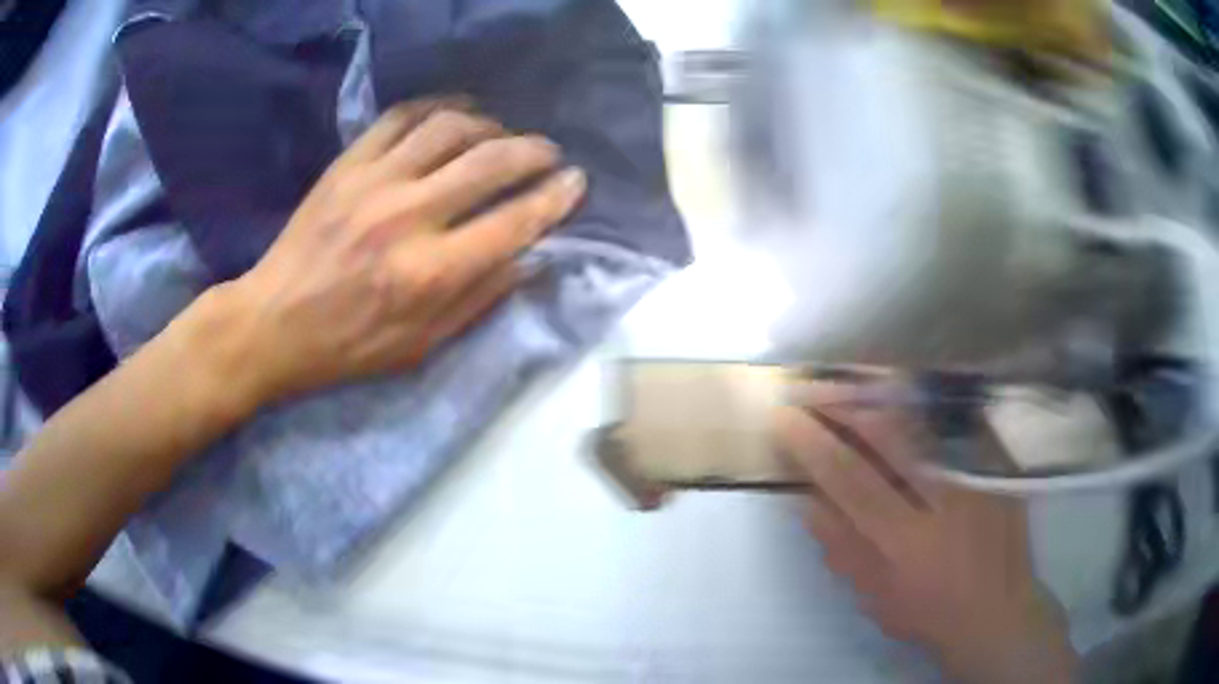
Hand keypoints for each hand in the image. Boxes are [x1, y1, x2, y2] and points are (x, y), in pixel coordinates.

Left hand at [209, 98, 586, 405]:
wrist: (273, 322)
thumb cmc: (348, 346)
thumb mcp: (420, 347)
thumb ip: (478, 300)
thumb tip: (528, 258)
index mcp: (429, 273)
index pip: (513, 222)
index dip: (555, 199)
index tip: (576, 182)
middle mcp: (407, 217)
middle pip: (490, 161)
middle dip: (534, 151)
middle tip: (549, 153)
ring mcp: (374, 182)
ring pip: (450, 127)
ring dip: (490, 124)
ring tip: (501, 134)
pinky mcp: (348, 164)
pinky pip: (401, 116)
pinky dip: (437, 108)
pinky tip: (454, 115)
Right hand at [773, 382, 1076, 683]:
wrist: (997, 610)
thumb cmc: (929, 612)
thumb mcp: (876, 597)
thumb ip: (843, 549)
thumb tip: (808, 501)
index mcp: (907, 541)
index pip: (852, 480)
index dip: (815, 445)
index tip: (786, 418)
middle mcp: (946, 498)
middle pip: (891, 435)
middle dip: (847, 404)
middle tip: (815, 385)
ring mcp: (977, 475)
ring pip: (925, 419)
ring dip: (883, 395)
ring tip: (849, 378)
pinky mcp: (998, 465)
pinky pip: (958, 421)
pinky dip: (927, 403)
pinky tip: (906, 390)